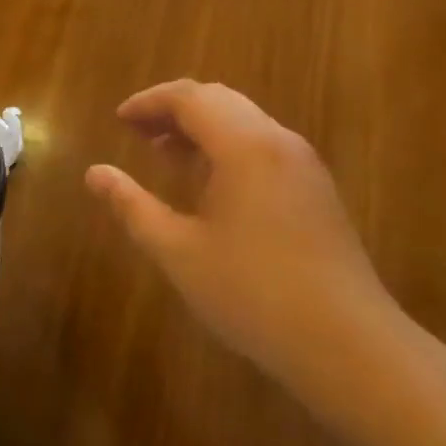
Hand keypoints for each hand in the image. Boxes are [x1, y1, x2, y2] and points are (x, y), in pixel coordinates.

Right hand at [85, 80, 401, 402]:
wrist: (350, 347)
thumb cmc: (254, 294)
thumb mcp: (179, 252)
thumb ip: (133, 207)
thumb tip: (94, 173)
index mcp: (244, 145)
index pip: (189, 97)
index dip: (149, 102)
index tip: (119, 120)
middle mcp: (277, 141)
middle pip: (218, 100)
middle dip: (173, 110)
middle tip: (137, 133)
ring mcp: (303, 164)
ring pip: (243, 121)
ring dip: (201, 128)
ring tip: (165, 155)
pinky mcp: (316, 189)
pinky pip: (262, 145)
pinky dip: (227, 147)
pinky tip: (210, 185)